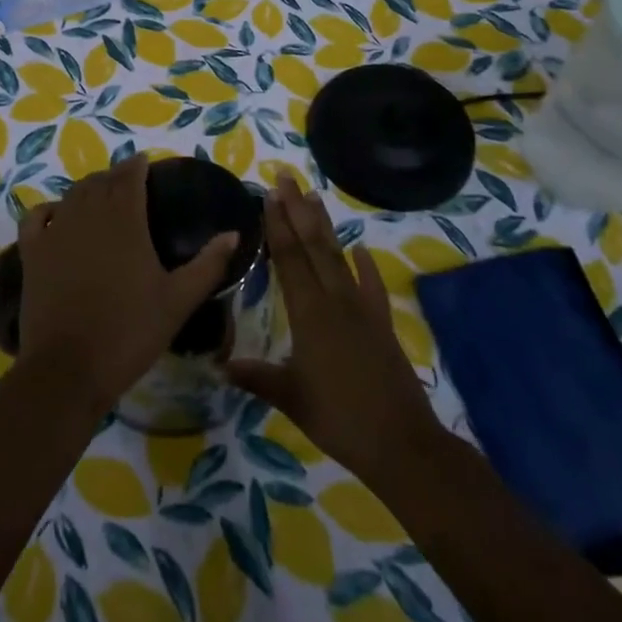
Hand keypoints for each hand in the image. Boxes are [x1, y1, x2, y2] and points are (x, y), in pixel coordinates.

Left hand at [16, 154, 239, 414]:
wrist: (68, 368)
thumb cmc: (129, 332)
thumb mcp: (178, 301)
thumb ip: (208, 264)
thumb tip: (233, 234)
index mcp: (126, 220)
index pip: (129, 177)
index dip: (137, 166)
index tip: (145, 163)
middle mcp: (87, 215)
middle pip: (100, 182)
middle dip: (114, 176)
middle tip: (127, 182)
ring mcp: (55, 233)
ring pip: (71, 195)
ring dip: (87, 189)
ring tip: (99, 195)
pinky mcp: (32, 254)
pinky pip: (36, 218)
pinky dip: (48, 209)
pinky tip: (56, 214)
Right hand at [227, 173, 445, 487]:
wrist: (402, 443)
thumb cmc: (339, 419)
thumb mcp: (291, 398)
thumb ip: (257, 377)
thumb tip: (220, 366)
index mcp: (310, 313)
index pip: (290, 259)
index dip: (278, 226)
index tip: (269, 195)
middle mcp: (336, 300)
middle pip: (313, 246)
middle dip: (297, 210)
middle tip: (286, 178)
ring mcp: (362, 310)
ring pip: (339, 258)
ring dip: (325, 226)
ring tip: (314, 196)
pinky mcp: (382, 324)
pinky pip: (372, 287)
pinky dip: (367, 267)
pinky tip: (361, 250)